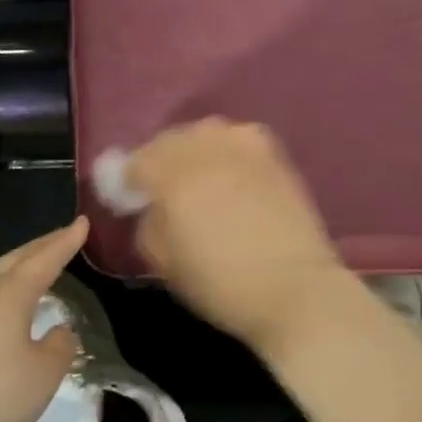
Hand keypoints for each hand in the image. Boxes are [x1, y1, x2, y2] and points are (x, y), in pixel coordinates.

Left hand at [0, 218, 87, 421]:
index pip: (44, 259)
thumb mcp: (43, 376)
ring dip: (11, 266)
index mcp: (8, 295)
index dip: (65, 241)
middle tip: (61, 237)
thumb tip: (58, 330)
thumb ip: (59, 347)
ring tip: (26, 267)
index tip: (82, 222)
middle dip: (39, 247)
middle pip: (13, 260)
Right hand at [127, 119, 350, 349]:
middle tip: (164, 190)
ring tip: (200, 179)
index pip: (135, 161)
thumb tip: (151, 206)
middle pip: (170, 140)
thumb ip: (148, 223)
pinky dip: (228, 152)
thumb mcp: (163, 262)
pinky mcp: (273, 153)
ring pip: (205, 134)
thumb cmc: (220, 283)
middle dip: (161, 160)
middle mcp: (205, 147)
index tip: (131, 200)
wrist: (293, 287)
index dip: (128, 181)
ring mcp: (243, 145)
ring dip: (196, 151)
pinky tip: (232, 175)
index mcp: (171, 174)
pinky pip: (238, 140)